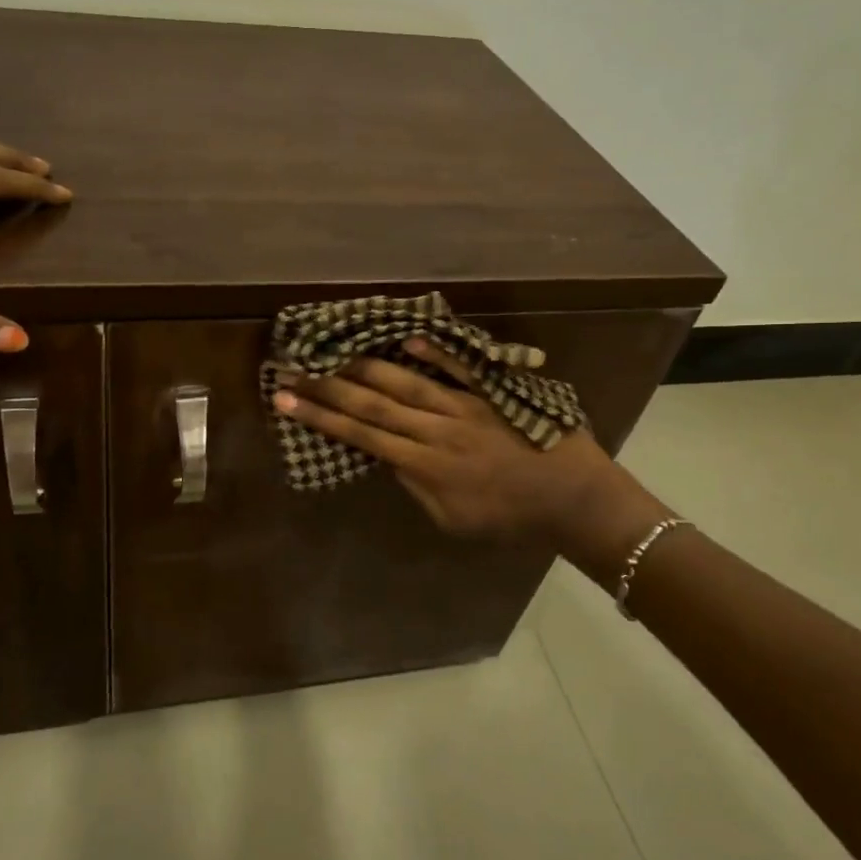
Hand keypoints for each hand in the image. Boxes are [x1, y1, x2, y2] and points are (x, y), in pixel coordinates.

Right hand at [273, 339, 663, 543]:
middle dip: (328, 386)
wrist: (574, 499)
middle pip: (373, 404)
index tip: (286, 399)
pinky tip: (404, 339)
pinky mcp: (491, 391)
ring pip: (406, 382)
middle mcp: (437, 430)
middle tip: (292, 367)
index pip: (362, 436)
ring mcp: (465, 405)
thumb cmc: (512, 519)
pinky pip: (457, 368)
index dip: (321, 417)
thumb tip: (386, 457)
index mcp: (426, 466)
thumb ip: (418, 487)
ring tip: (332, 350)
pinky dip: (431, 353)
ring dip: (366, 366)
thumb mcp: (455, 520)